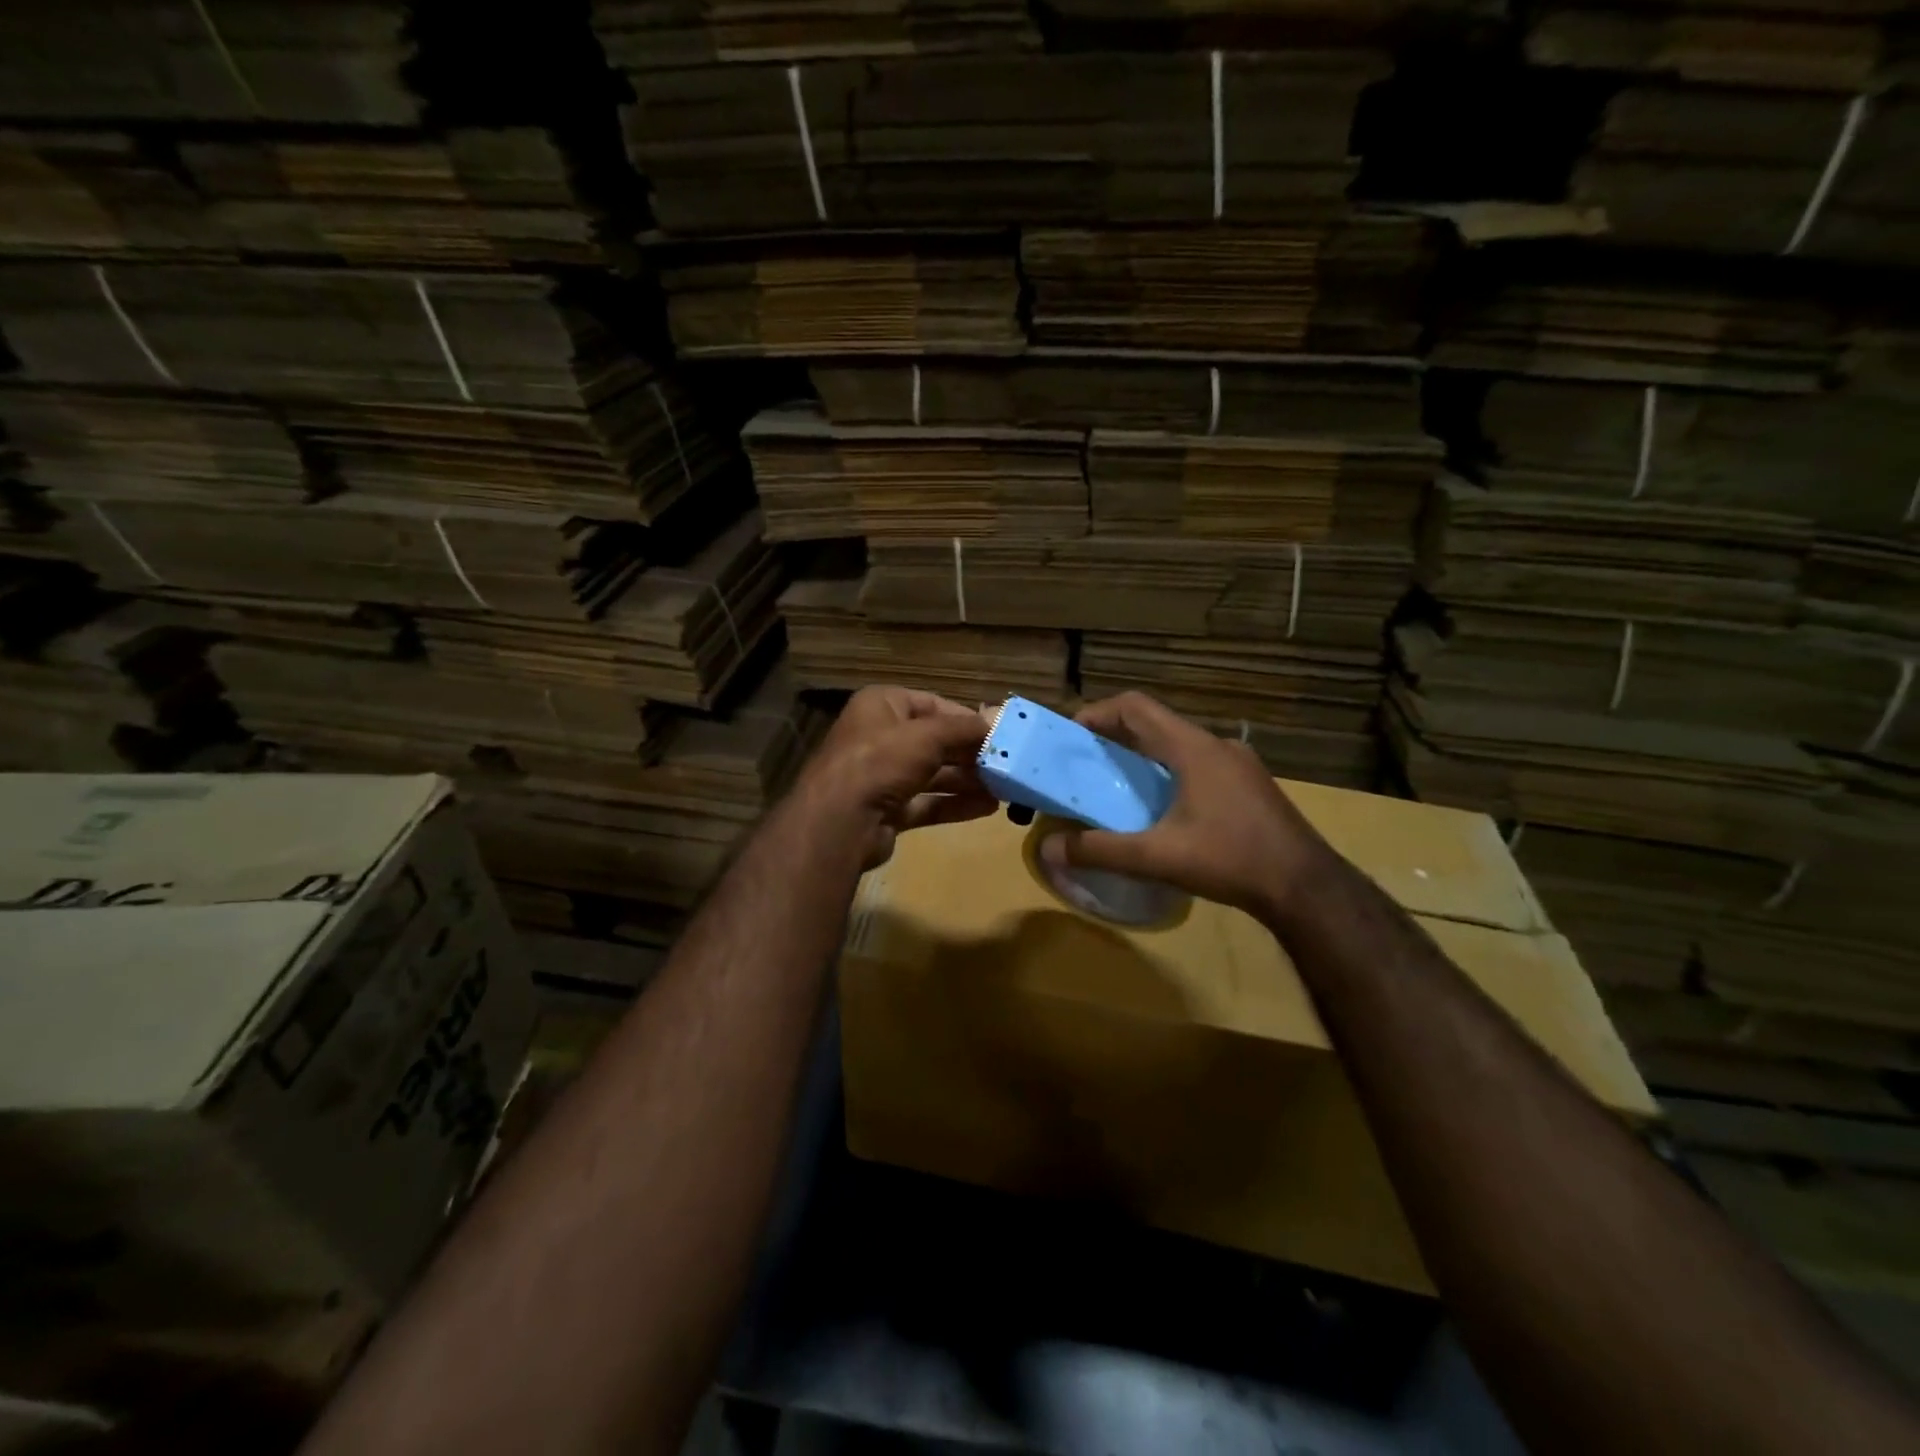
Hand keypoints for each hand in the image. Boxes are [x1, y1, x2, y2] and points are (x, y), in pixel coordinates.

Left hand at [791, 686, 995, 869]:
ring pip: (933, 774)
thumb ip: (964, 729)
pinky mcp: (887, 810)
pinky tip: (987, 809)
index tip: (998, 732)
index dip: (965, 718)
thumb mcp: (928, 736)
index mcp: (881, 706)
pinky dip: (954, 804)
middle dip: (970, 754)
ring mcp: (882, 776)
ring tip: (1004, 789)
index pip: (931, 705)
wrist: (840, 822)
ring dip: (967, 781)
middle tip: (1007, 764)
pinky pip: (927, 802)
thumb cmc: (881, 761)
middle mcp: (879, 736)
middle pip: (934, 742)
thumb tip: (996, 721)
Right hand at [1039, 692, 1331, 922]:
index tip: (1070, 737)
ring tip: (1118, 788)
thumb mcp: (1157, 857)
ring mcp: (1239, 765)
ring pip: (1179, 746)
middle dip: (1114, 738)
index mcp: (1191, 747)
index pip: (1134, 706)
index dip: (1096, 713)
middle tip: (1085, 766)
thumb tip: (1049, 850)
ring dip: (1144, 757)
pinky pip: (1199, 765)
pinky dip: (1170, 774)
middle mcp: (1216, 745)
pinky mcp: (1251, 786)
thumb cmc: (1230, 859)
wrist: (1306, 886)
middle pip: (1155, 724)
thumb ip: (1099, 851)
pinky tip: (1164, 812)